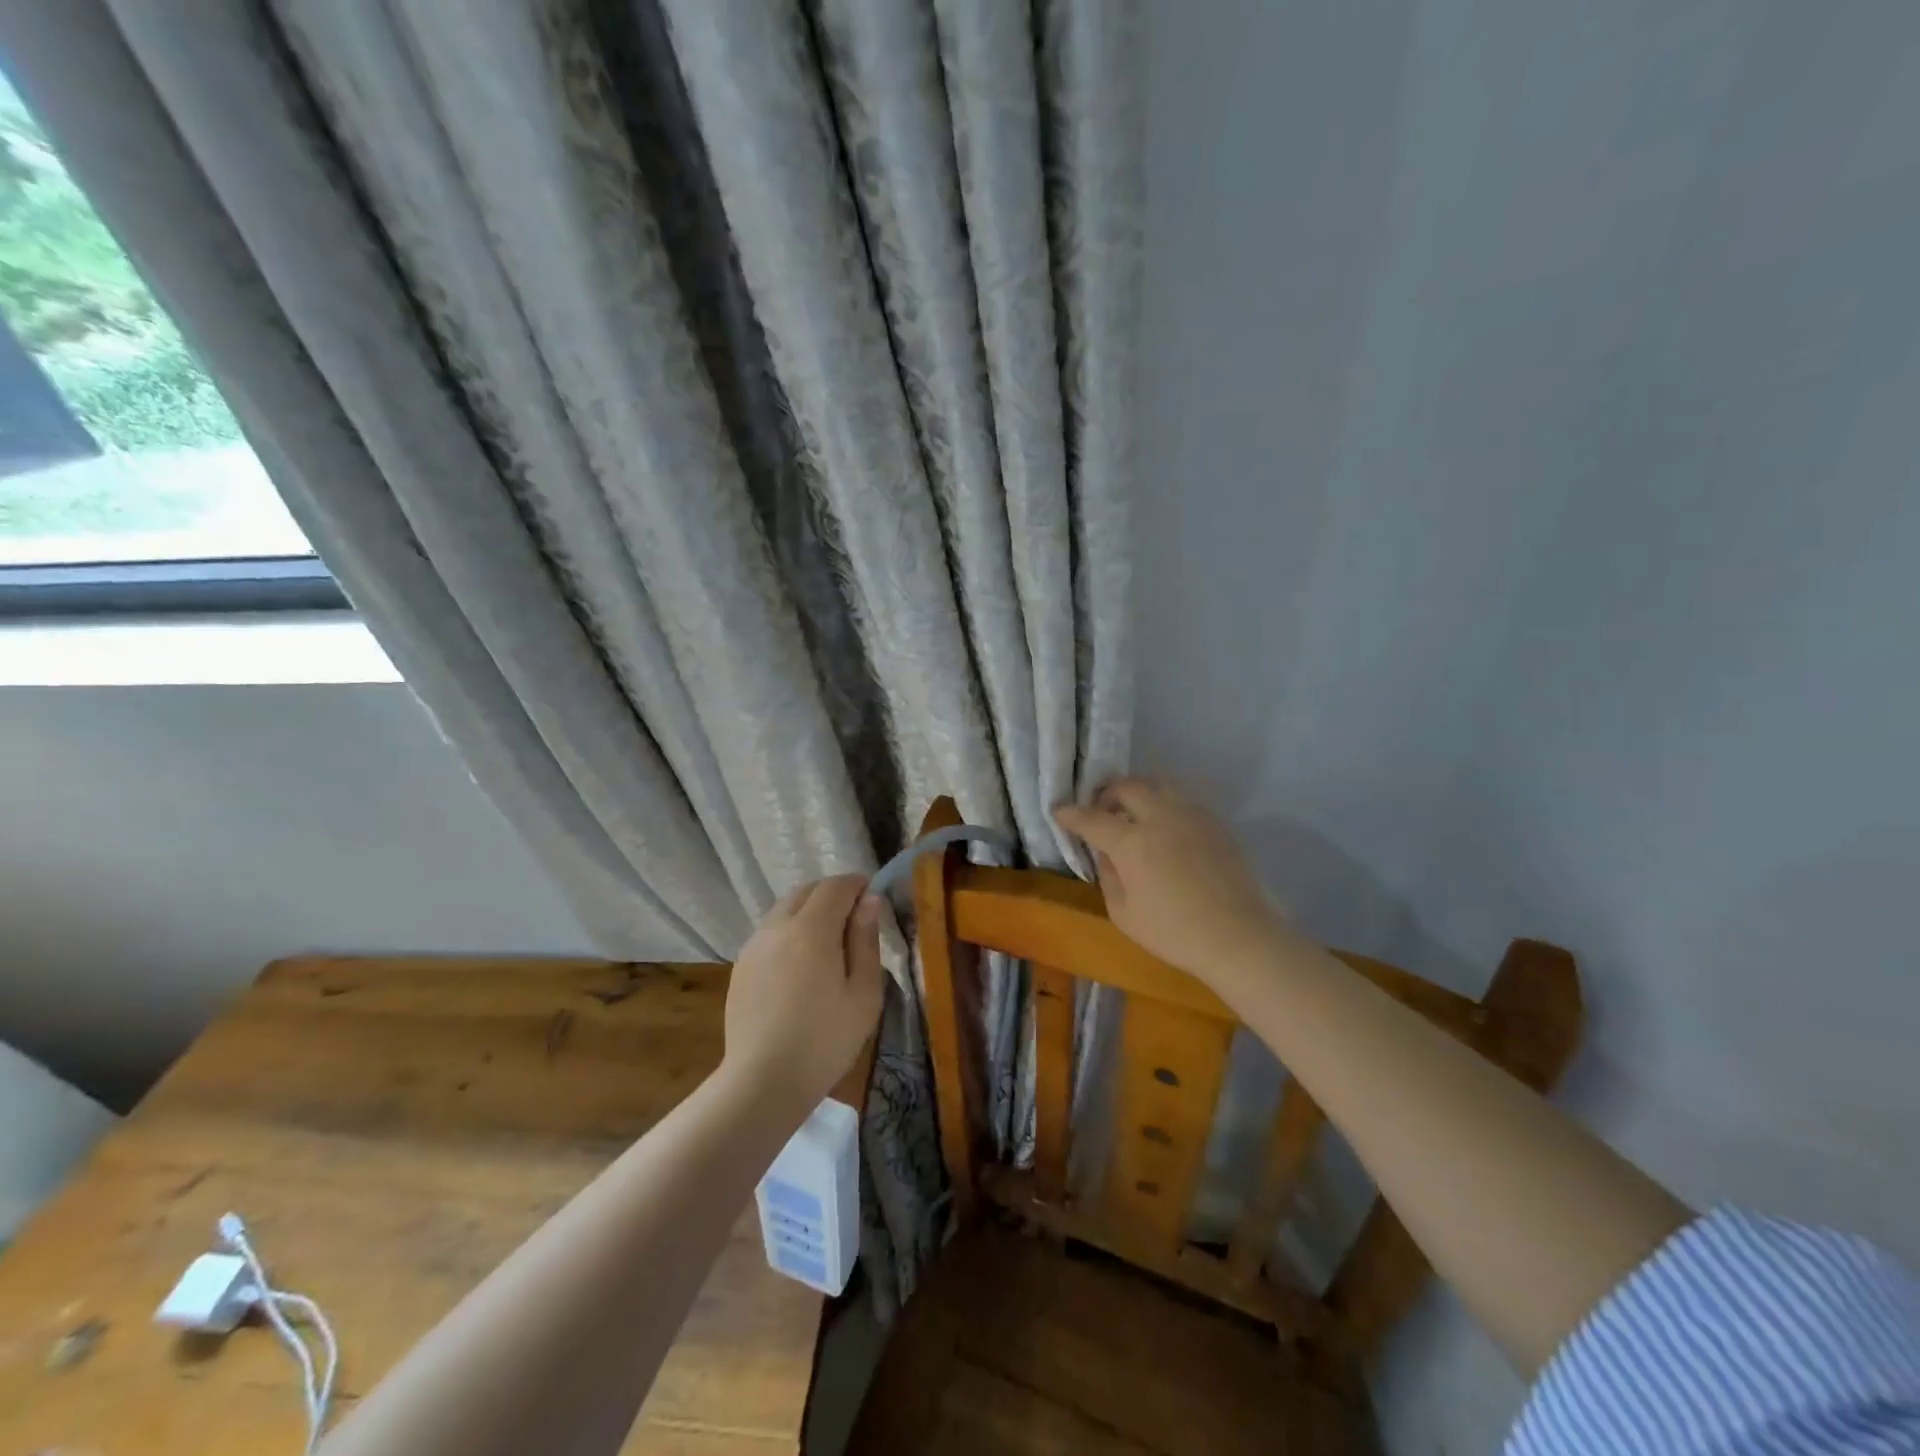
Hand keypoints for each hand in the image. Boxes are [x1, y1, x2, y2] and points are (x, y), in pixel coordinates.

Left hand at [722, 875, 884, 1111]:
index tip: (873, 900)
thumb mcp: (863, 993)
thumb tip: (868, 902)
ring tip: (828, 946)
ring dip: (808, 912)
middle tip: (854, 922)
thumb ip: (866, 941)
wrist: (762, 1083)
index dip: (858, 886)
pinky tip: (800, 968)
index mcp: (811, 928)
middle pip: (806, 891)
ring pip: (784, 910)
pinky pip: (769, 933)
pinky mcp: (740, 967)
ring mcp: (754, 946)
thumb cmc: (824, 1040)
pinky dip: (789, 933)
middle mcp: (777, 926)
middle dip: (832, 895)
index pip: (836, 886)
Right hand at [1055, 778, 1287, 986]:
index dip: (1072, 814)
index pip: (1092, 818)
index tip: (1060, 812)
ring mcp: (1190, 816)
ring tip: (1131, 813)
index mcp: (1132, 842)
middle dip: (1106, 794)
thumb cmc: (1174, 932)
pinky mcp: (1213, 823)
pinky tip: (1163, 828)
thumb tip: (1106, 854)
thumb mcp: (1124, 913)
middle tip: (1100, 811)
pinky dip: (1163, 805)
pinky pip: (1180, 800)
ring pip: (1157, 785)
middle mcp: (1160, 817)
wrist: (1238, 937)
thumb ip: (1108, 876)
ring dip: (1137, 793)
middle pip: (1127, 787)